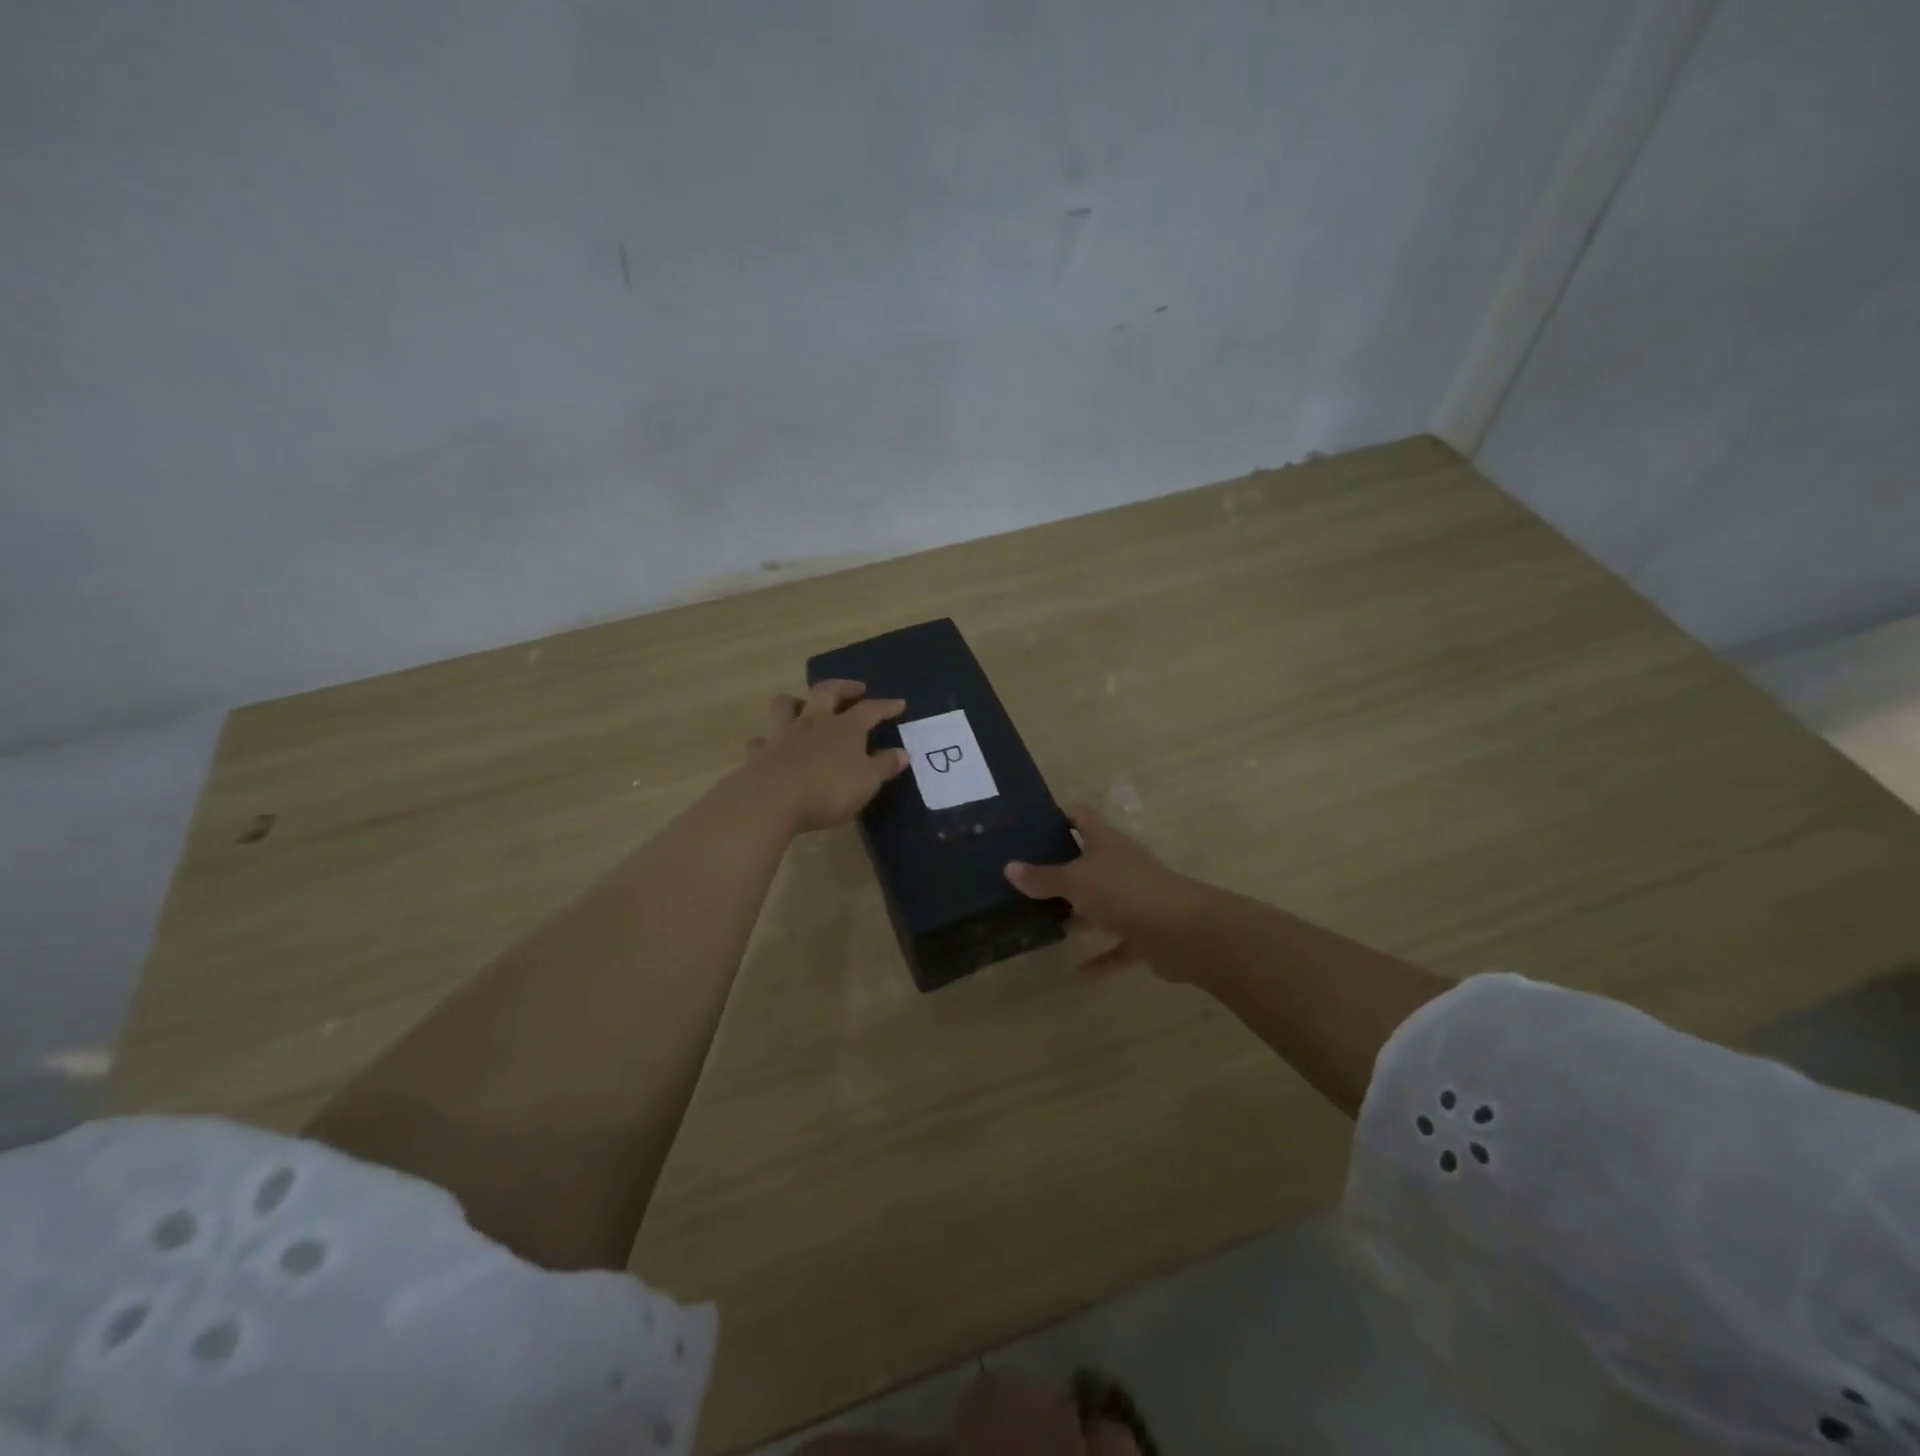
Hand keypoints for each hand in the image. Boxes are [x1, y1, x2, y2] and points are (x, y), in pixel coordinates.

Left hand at [741, 680, 909, 833]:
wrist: (771, 801)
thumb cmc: (828, 790)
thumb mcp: (867, 782)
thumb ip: (884, 766)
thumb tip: (902, 753)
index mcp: (845, 728)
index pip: (871, 709)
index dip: (886, 706)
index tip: (899, 703)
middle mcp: (813, 722)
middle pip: (827, 692)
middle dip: (844, 687)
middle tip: (856, 689)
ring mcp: (782, 734)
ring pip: (786, 705)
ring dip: (797, 702)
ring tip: (805, 707)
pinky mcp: (758, 753)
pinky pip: (761, 741)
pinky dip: (767, 742)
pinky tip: (771, 748)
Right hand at [1004, 804, 1204, 976]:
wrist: (1180, 931)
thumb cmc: (1122, 891)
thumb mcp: (1075, 881)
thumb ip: (1043, 878)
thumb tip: (1009, 868)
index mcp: (1106, 841)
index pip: (1081, 817)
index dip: (1060, 816)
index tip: (1032, 825)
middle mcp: (1121, 864)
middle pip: (1089, 860)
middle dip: (1061, 869)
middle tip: (1026, 878)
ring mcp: (1135, 898)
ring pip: (1102, 902)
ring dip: (1079, 913)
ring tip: (1044, 920)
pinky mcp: (1145, 931)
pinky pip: (1117, 944)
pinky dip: (1101, 957)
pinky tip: (1079, 972)